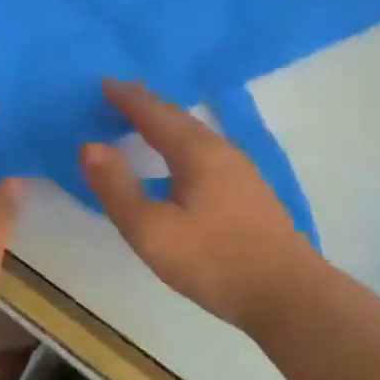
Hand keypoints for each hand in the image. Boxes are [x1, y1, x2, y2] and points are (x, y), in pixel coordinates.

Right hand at [80, 79, 319, 335]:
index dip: (127, 98)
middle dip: (147, 105)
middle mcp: (221, 150)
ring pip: (195, 135)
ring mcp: (240, 171)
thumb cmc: (214, 260)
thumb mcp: (151, 231)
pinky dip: (181, 143)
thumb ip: (117, 188)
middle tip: (120, 94)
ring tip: (144, 122)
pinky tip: (179, 161)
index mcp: (196, 152)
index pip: (155, 113)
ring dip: (166, 123)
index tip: (104, 83)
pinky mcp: (249, 192)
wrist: (289, 296)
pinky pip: (205, 151)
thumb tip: (89, 146)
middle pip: (178, 118)